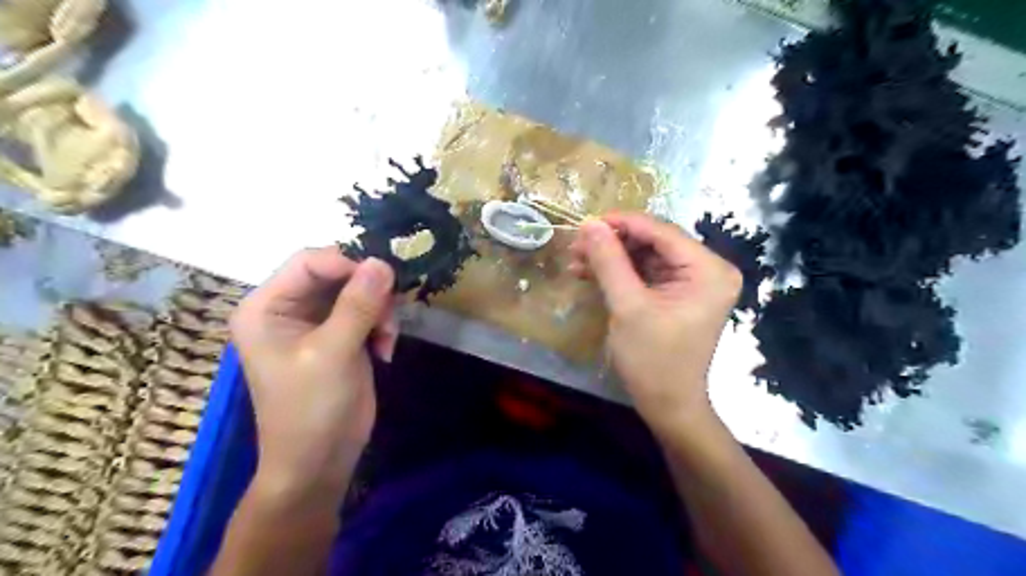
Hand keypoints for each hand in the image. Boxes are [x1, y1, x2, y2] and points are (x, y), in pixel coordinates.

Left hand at [231, 248, 396, 504]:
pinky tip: (385, 350)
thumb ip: (358, 305)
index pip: (310, 262)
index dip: (348, 263)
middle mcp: (288, 308)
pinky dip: (382, 326)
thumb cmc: (311, 408)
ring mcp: (316, 322)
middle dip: (369, 292)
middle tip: (389, 315)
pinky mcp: (340, 336)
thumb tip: (382, 261)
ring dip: (380, 311)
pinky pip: (367, 312)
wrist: (320, 461)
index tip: (384, 279)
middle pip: (337, 274)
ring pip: (358, 292)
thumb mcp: (333, 353)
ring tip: (386, 340)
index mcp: (267, 307)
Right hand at [570, 217, 745, 432]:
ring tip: (576, 261)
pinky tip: (589, 273)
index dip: (622, 223)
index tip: (586, 221)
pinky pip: (646, 273)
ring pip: (646, 256)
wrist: (668, 405)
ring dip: (611, 257)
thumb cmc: (653, 360)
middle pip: (654, 242)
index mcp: (709, 270)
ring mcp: (693, 282)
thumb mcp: (628, 307)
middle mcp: (708, 269)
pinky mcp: (677, 294)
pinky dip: (619, 273)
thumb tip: (589, 224)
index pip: (662, 232)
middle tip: (577, 245)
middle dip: (613, 243)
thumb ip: (609, 261)